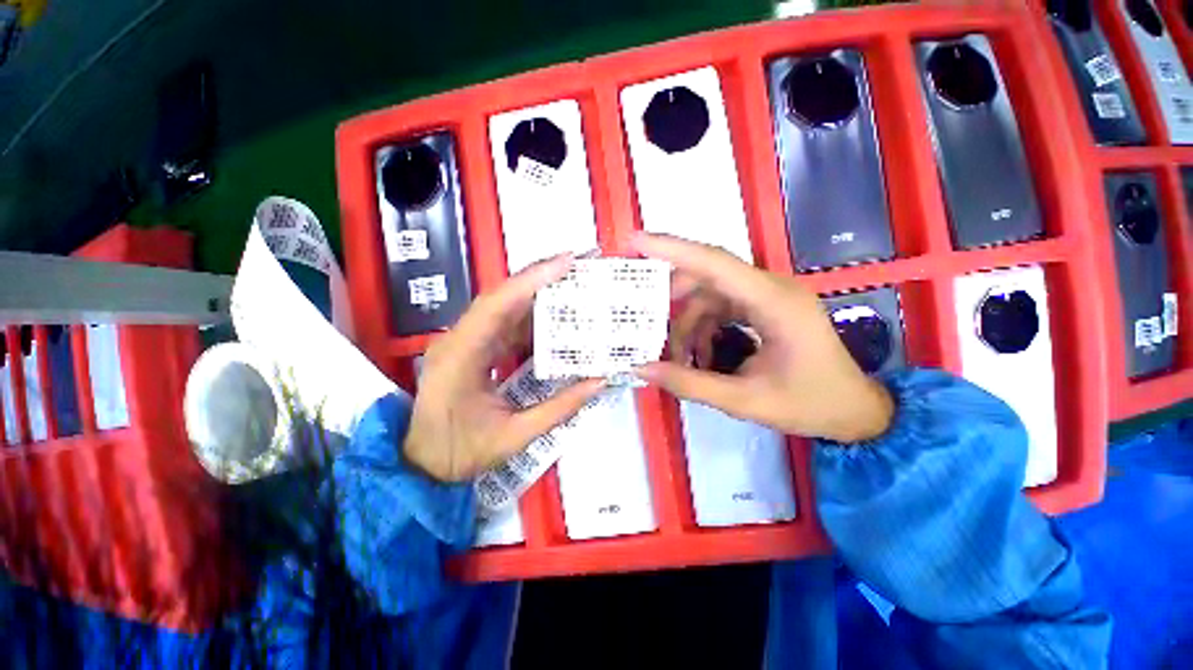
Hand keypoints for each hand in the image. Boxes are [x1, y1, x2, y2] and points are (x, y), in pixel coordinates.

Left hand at [403, 255, 604, 481]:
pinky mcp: (473, 348)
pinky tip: (554, 322)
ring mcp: (465, 341)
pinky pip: (505, 325)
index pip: (497, 305)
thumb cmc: (459, 453)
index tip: (566, 263)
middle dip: (540, 279)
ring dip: (538, 297)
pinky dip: (531, 320)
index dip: (532, 280)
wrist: (420, 465)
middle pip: (502, 298)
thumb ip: (559, 409)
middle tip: (578, 269)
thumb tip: (598, 383)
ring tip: (573, 290)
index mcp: (461, 355)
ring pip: (504, 308)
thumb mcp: (513, 437)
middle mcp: (459, 338)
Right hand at [631, 233, 893, 442]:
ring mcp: (768, 296)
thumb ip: (690, 383)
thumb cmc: (810, 405)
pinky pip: (721, 306)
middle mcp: (770, 288)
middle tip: (645, 319)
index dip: (670, 248)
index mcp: (773, 301)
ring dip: (688, 322)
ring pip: (710, 294)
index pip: (713, 262)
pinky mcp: (765, 307)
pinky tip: (701, 356)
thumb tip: (642, 369)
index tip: (633, 241)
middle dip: (673, 297)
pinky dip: (703, 328)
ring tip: (678, 357)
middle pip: (707, 275)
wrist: (856, 412)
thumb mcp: (745, 401)